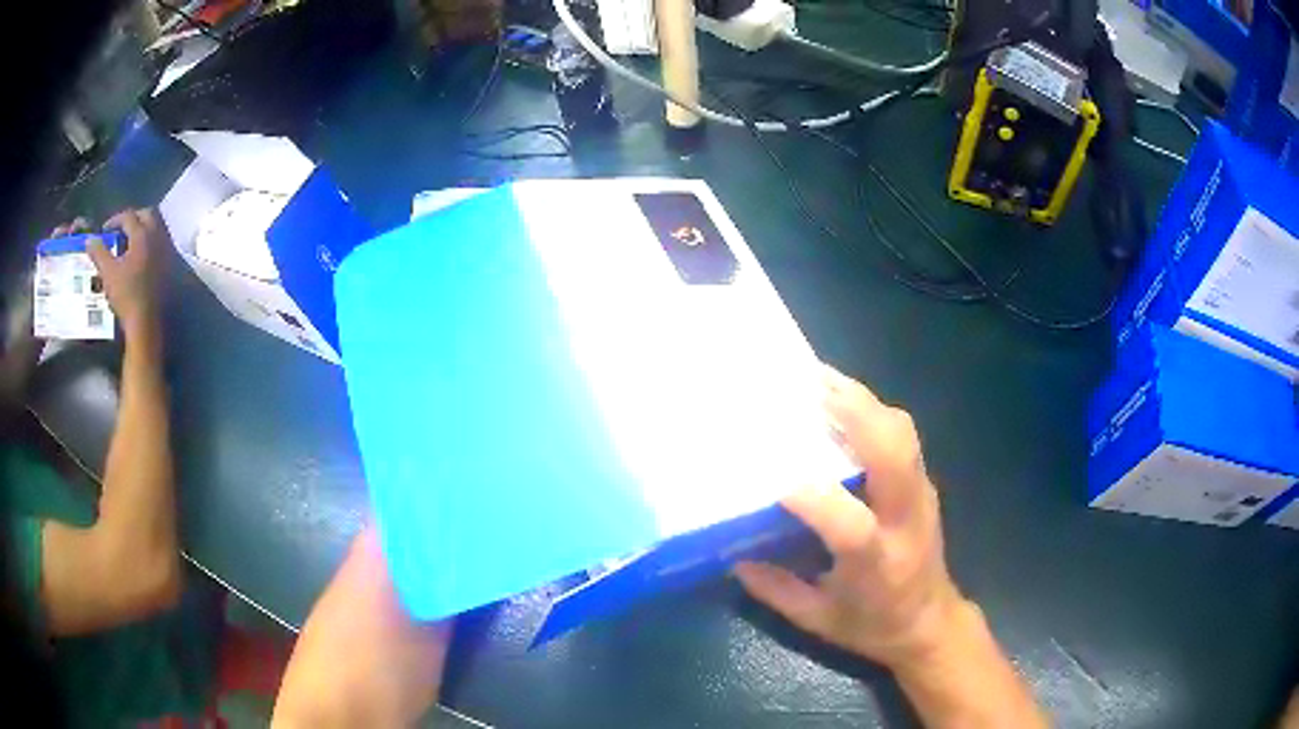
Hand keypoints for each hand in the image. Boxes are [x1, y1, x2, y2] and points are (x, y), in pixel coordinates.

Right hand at [84, 209, 168, 337]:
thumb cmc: (125, 295)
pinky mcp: (170, 263)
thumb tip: (89, 239)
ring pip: (157, 226)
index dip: (115, 219)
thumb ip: (99, 253)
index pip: (129, 216)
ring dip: (143, 227)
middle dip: (132, 217)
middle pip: (147, 214)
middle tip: (119, 229)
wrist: (145, 322)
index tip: (105, 230)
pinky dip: (150, 240)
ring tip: (128, 239)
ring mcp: (166, 249)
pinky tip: (139, 254)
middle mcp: (157, 236)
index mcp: (142, 235)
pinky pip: (161, 241)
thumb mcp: (108, 273)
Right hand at [735, 366, 966, 670]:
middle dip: (855, 414)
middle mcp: (906, 522)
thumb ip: (775, 590)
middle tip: (809, 385)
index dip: (817, 501)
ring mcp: (922, 496)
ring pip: (903, 434)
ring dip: (864, 402)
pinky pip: (904, 436)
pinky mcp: (925, 484)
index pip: (853, 528)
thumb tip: (733, 556)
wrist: (931, 622)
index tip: (777, 480)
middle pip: (894, 456)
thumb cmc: (873, 627)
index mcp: (878, 565)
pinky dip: (873, 412)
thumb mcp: (817, 621)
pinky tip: (844, 403)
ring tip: (822, 380)